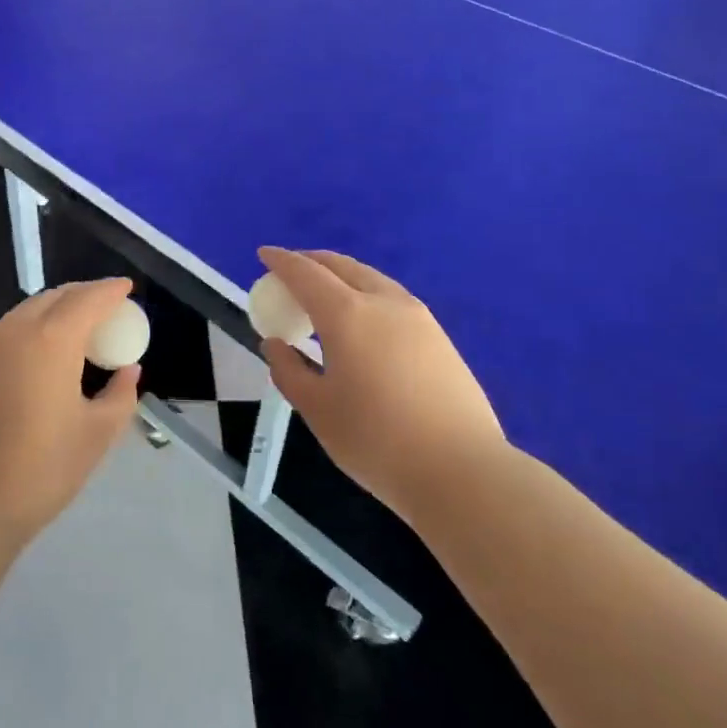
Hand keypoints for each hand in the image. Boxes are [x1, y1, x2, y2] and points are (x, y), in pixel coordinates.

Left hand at [0, 279, 141, 540]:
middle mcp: (17, 330)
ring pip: (31, 309)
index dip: (111, 290)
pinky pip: (14, 327)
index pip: (87, 299)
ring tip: (84, 326)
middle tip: (110, 306)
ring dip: (60, 307)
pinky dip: (39, 324)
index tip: (128, 288)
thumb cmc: (41, 468)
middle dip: (85, 294)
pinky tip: (51, 349)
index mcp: (51, 339)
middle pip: (56, 296)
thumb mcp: (96, 435)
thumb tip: (128, 370)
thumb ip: (119, 395)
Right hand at [257, 248, 503, 514]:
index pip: (306, 274)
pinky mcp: (440, 337)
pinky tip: (363, 321)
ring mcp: (418, 317)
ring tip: (325, 296)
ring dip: (341, 276)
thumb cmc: (376, 440)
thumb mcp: (317, 409)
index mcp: (347, 315)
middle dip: (312, 262)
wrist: (462, 472)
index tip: (264, 255)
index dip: (281, 262)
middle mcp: (383, 302)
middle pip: (342, 266)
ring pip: (371, 279)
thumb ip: (289, 371)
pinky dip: (365, 294)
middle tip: (290, 273)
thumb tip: (276, 344)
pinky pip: (392, 298)